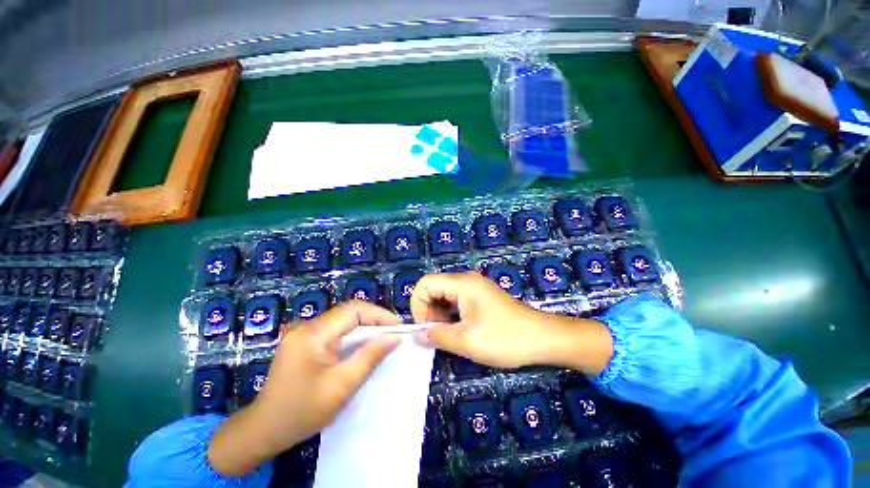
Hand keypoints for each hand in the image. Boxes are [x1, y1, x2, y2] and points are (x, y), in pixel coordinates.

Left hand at [208, 301, 400, 476]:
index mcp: (312, 333)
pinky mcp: (304, 341)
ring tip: (384, 337)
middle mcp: (307, 326)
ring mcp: (303, 332)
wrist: (263, 430)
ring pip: (343, 320)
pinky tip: (363, 344)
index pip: (353, 310)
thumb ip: (369, 357)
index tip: (398, 326)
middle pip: (348, 312)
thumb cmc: (302, 411)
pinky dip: (353, 334)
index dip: (379, 314)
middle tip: (394, 332)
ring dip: (365, 326)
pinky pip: (335, 329)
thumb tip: (395, 337)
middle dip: (374, 319)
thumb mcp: (341, 386)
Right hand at [411, 271, 613, 371]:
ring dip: (440, 315)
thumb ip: (437, 336)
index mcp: (462, 284)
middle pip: (434, 288)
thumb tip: (417, 335)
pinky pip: (457, 301)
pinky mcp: (482, 297)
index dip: (418, 305)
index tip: (426, 328)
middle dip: (429, 311)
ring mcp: (476, 287)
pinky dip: (451, 315)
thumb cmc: (504, 338)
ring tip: (447, 335)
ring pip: (445, 295)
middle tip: (436, 335)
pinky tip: (458, 331)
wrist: (543, 338)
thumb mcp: (466, 340)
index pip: (425, 283)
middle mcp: (467, 280)